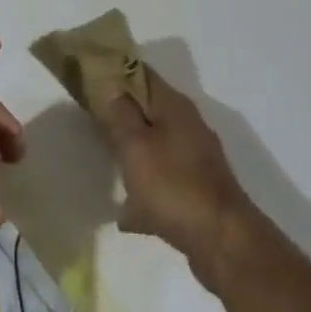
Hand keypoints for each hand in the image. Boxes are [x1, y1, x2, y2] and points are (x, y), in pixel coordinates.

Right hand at [99, 67, 256, 290]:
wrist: (221, 240)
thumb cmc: (173, 186)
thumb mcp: (136, 147)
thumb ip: (121, 115)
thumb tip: (113, 86)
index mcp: (175, 108)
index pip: (143, 74)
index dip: (116, 71)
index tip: (88, 75)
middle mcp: (189, 127)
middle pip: (149, 110)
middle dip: (121, 113)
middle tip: (89, 119)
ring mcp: (195, 159)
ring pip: (155, 146)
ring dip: (133, 153)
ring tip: (104, 163)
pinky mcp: (197, 189)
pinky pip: (163, 182)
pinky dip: (145, 192)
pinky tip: (127, 214)